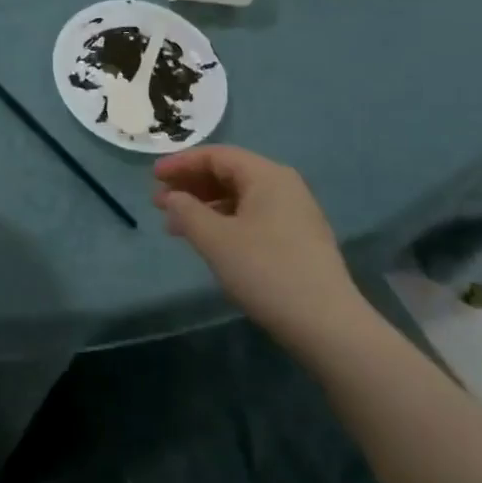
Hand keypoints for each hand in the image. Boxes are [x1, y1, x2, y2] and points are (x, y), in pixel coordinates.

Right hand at [153, 145, 361, 345]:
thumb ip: (187, 212)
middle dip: (191, 185)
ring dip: (205, 206)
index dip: (181, 163)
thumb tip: (172, 197)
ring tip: (176, 226)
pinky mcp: (298, 240)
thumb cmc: (267, 271)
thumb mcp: (216, 240)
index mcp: (266, 175)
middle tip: (159, 203)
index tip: (152, 178)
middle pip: (229, 173)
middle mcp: (284, 185)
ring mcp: (295, 213)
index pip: (216, 156)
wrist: (329, 326)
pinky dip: (225, 222)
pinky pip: (253, 216)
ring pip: (240, 197)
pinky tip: (209, 242)